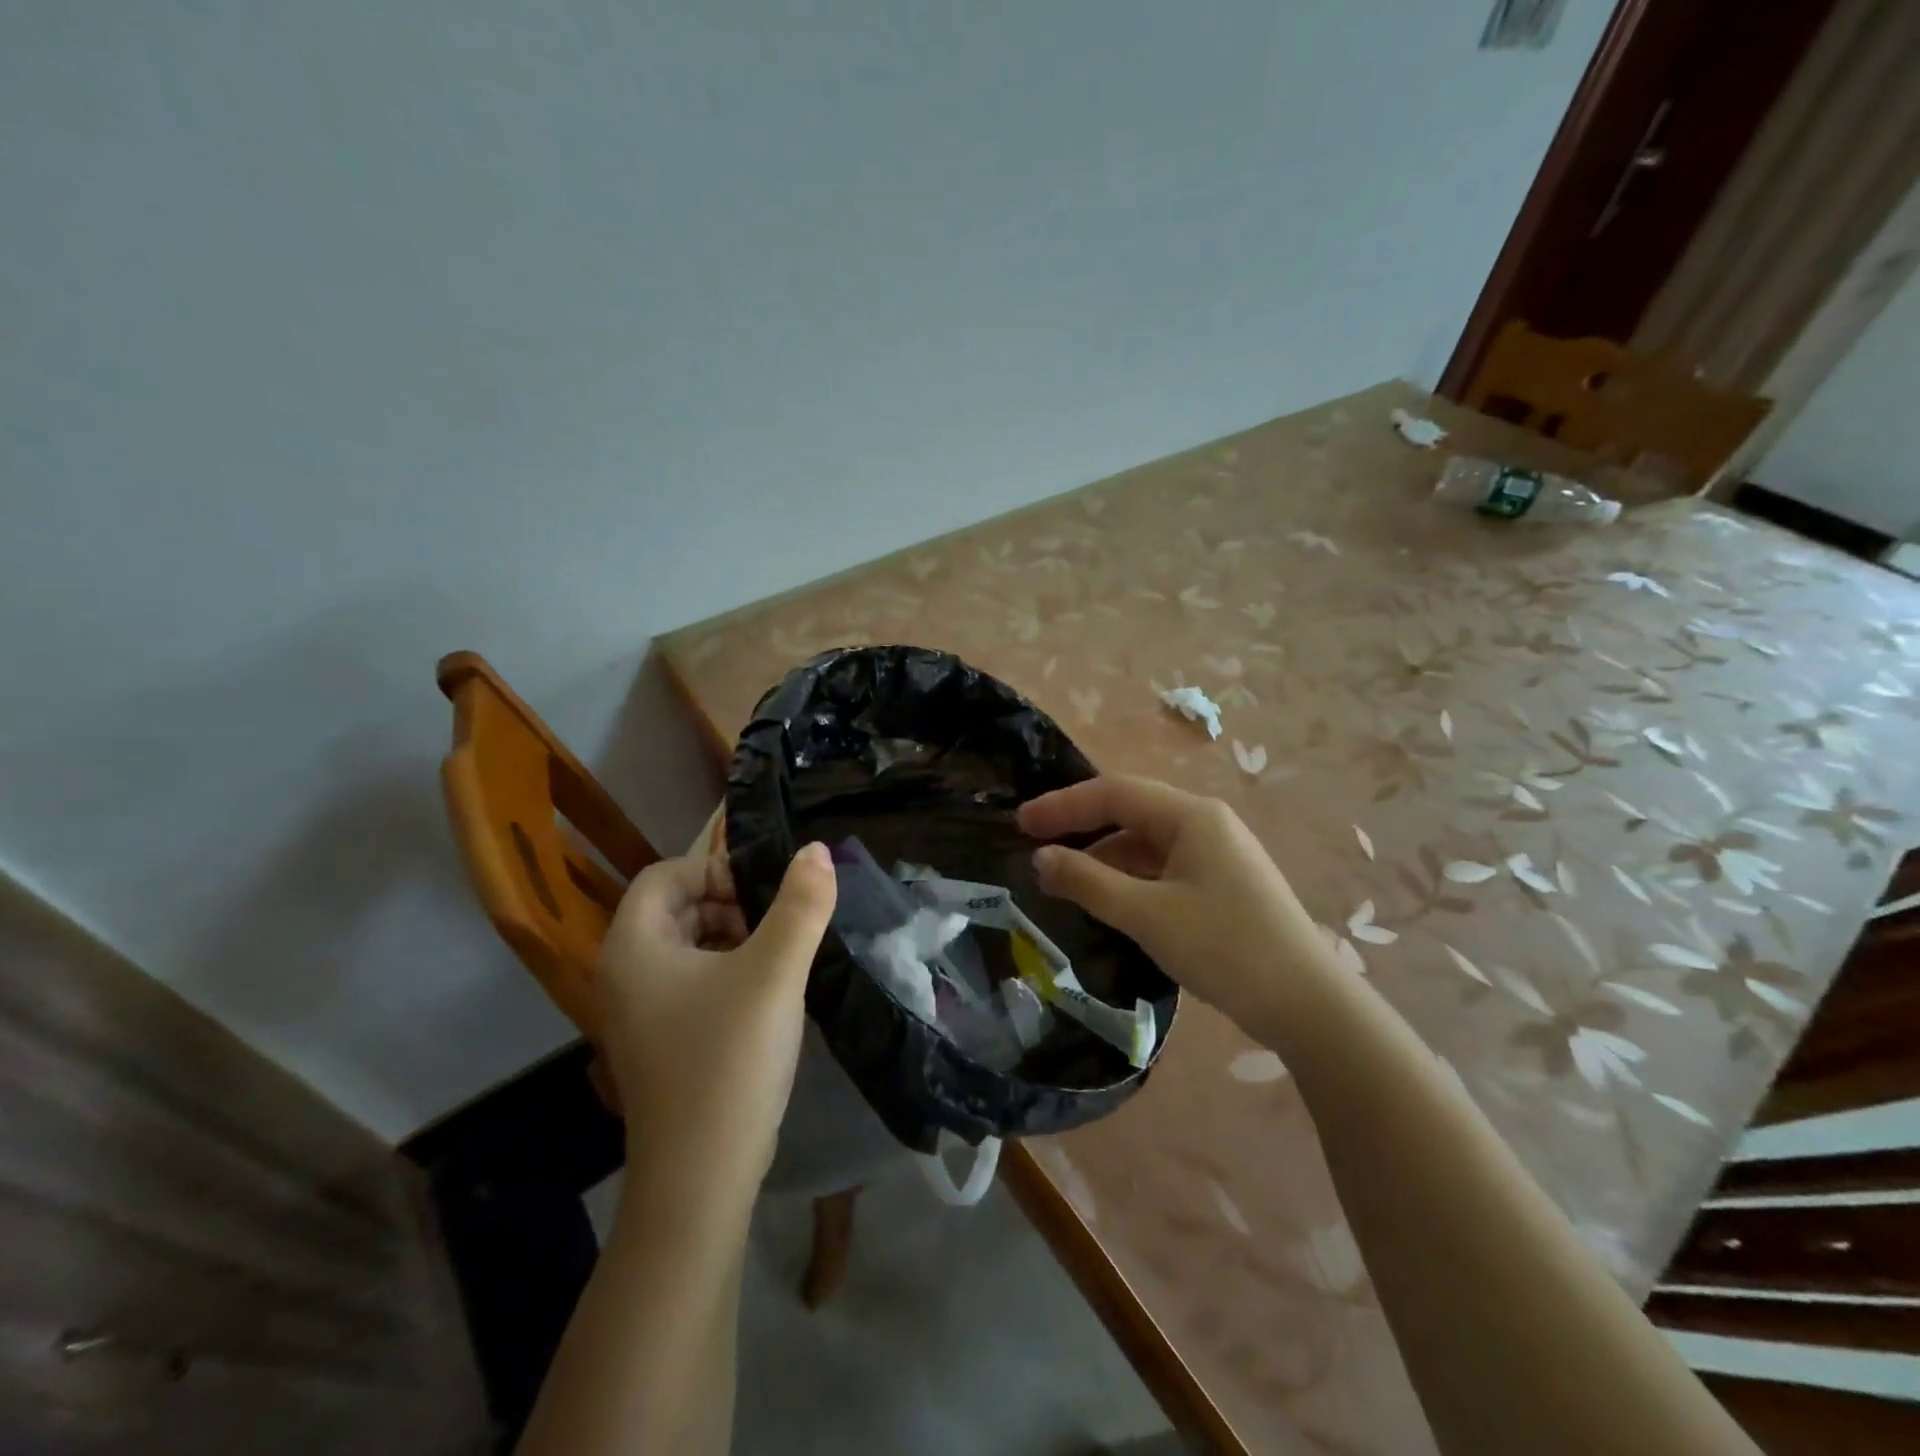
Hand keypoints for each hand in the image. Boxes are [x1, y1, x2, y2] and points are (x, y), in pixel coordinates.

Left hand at [596, 840, 836, 1198]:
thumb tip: (817, 850)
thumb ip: (801, 904)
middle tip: (776, 925)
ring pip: (686, 946)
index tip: (764, 895)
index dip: (715, 870)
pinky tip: (766, 995)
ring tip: (778, 957)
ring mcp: (639, 1013)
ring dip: (732, 937)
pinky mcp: (660, 1042)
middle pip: (674, 907)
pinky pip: (690, 983)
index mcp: (634, 946)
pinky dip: (726, 972)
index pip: (665, 874)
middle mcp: (624, 973)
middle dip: (728, 903)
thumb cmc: (729, 1059)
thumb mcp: (775, 972)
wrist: (700, 1177)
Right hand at [1017, 775, 1339, 1044]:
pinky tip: (1108, 902)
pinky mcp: (1223, 884)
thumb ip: (1088, 881)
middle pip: (1130, 813)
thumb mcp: (1146, 915)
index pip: (1114, 793)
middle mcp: (1206, 823)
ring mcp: (1218, 854)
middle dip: (1081, 829)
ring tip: (1064, 883)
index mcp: (1191, 816)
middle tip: (1035, 849)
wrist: (1308, 1005)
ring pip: (1147, 843)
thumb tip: (1040, 858)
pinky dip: (1130, 879)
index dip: (1063, 806)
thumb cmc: (1224, 948)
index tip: (1020, 825)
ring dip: (1104, 858)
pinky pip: (1164, 868)